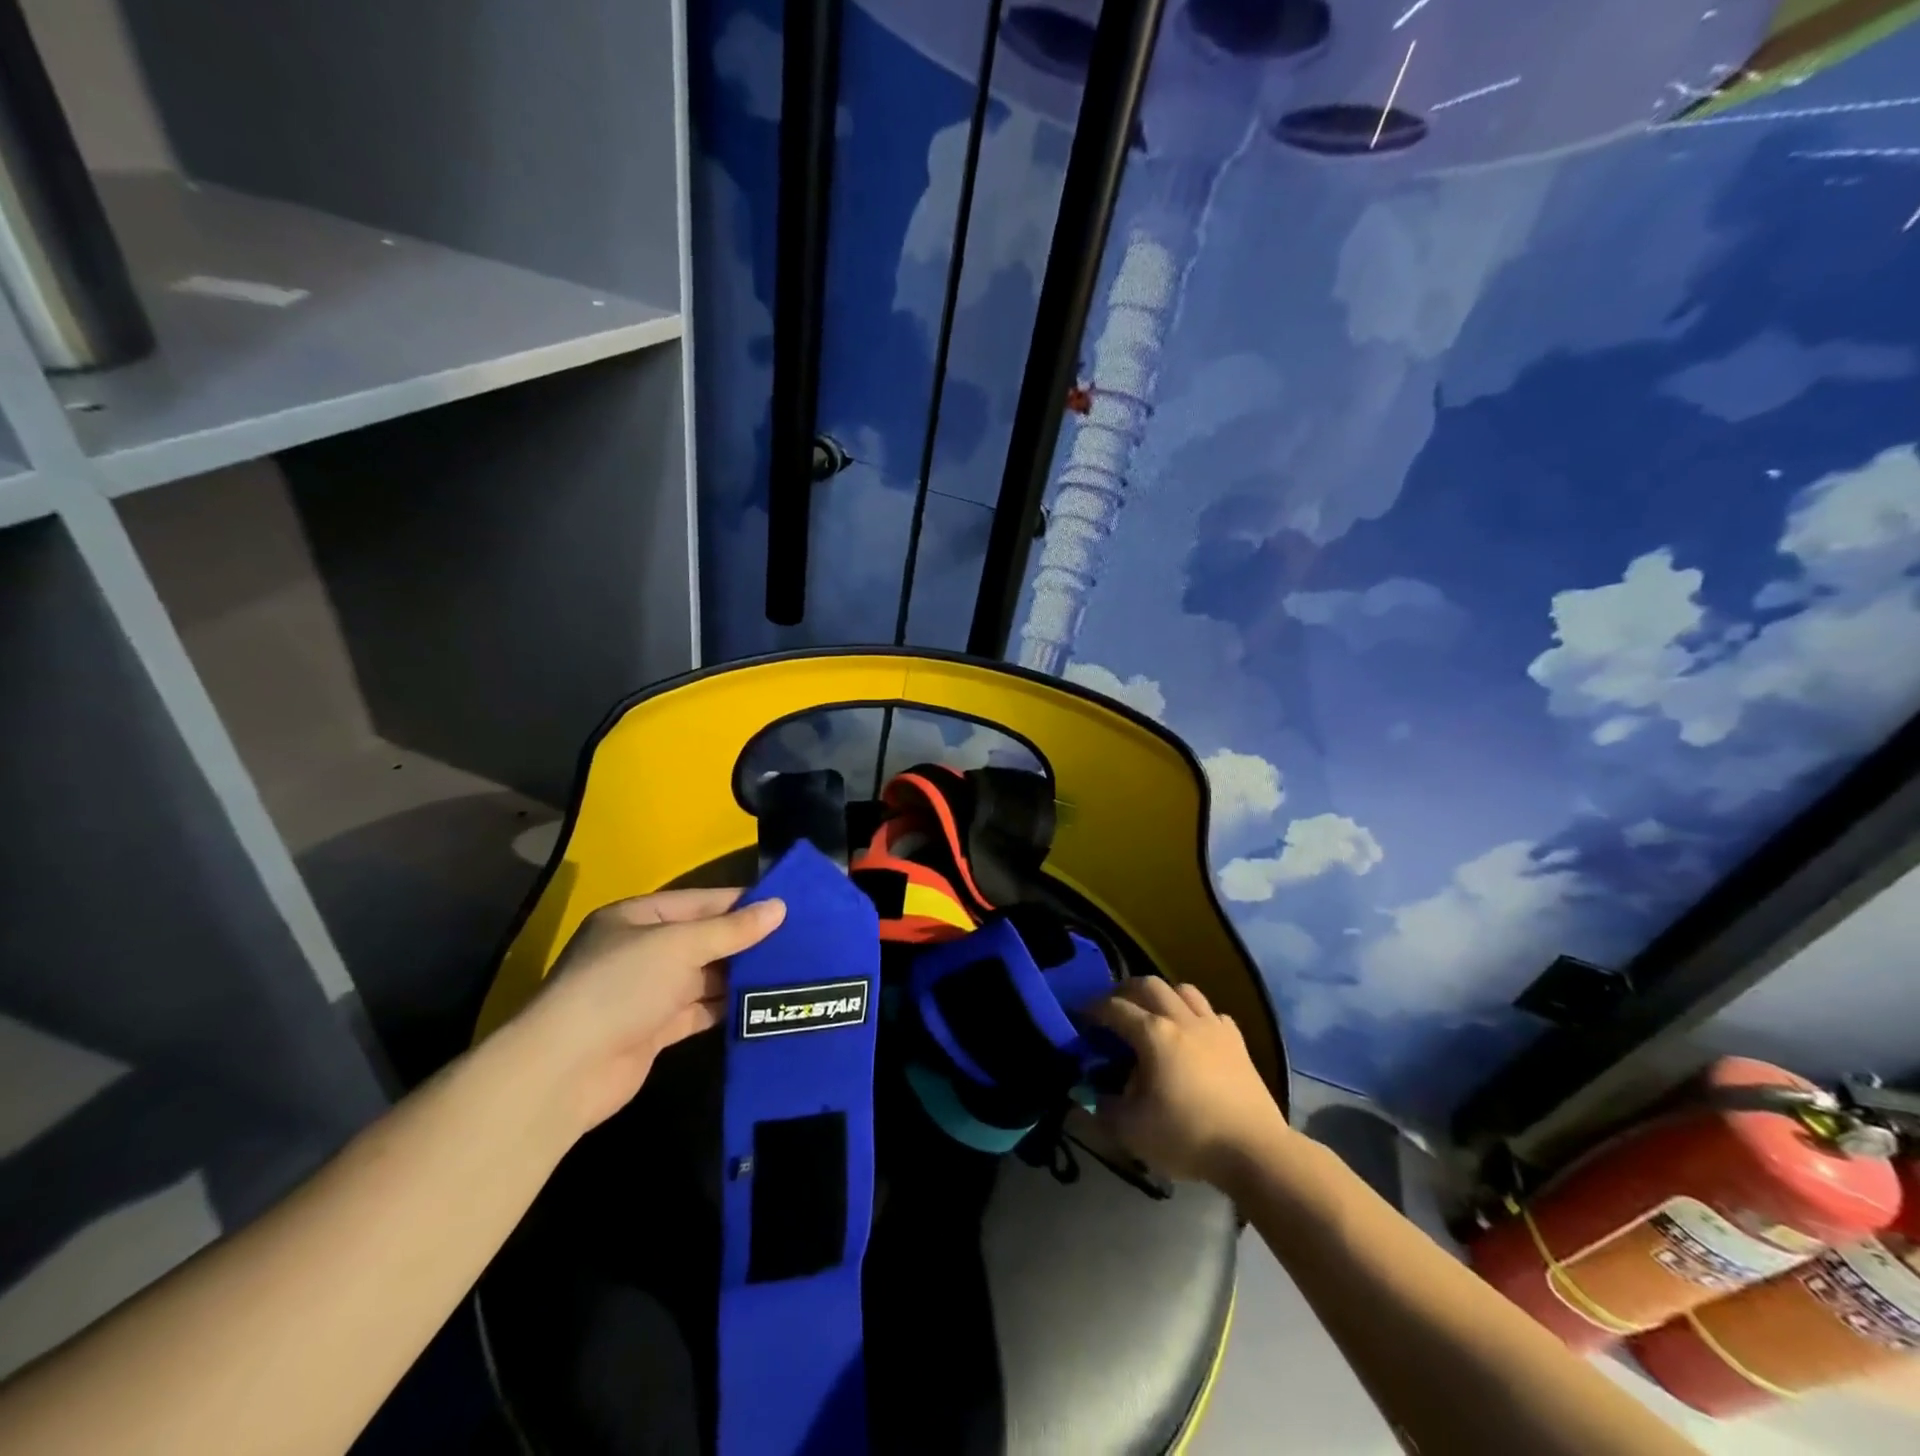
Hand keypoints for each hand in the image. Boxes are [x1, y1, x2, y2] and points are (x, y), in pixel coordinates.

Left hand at [519, 889, 785, 1130]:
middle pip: (704, 939)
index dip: (742, 903)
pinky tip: (761, 1003)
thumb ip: (731, 929)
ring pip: (705, 976)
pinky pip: (700, 1010)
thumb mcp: (679, 945)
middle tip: (798, 940)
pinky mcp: (656, 1030)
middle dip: (746, 940)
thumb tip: (780, 908)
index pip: (700, 901)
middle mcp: (642, 950)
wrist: (566, 1070)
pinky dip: (726, 1007)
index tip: (787, 905)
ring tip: (790, 970)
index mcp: (638, 917)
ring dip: (740, 975)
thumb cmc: (621, 986)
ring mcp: (648, 992)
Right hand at [1088, 977, 1290, 1188]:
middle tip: (1113, 1009)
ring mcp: (1213, 1027)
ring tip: (1154, 1014)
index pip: (1114, 1008)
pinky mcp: (1237, 1042)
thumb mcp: (1132, 1131)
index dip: (1092, 1009)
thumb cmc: (1188, 1137)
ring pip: (1183, 990)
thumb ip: (1102, 1109)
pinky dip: (1197, 1016)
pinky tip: (1193, 1035)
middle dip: (1125, 991)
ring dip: (1163, 996)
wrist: (1254, 1151)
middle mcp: (1181, 1019)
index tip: (1079, 1017)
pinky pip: (1212, 1013)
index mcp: (1152, 1034)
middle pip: (1148, 984)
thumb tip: (1087, 1095)